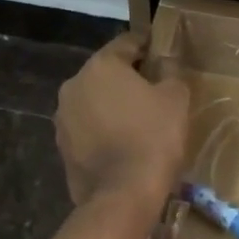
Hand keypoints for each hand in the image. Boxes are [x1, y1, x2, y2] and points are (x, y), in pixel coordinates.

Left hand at [55, 34, 189, 207]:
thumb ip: (171, 73)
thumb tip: (165, 64)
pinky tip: (122, 143)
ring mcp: (63, 118)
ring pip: (93, 101)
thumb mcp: (175, 98)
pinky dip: (102, 129)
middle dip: (127, 78)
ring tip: (138, 120)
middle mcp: (74, 85)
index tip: (161, 54)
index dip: (146, 46)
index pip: (126, 43)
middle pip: (105, 73)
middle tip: (153, 90)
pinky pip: (87, 128)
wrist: (122, 194)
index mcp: (101, 66)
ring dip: (112, 105)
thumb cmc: (153, 137)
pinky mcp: (62, 147)